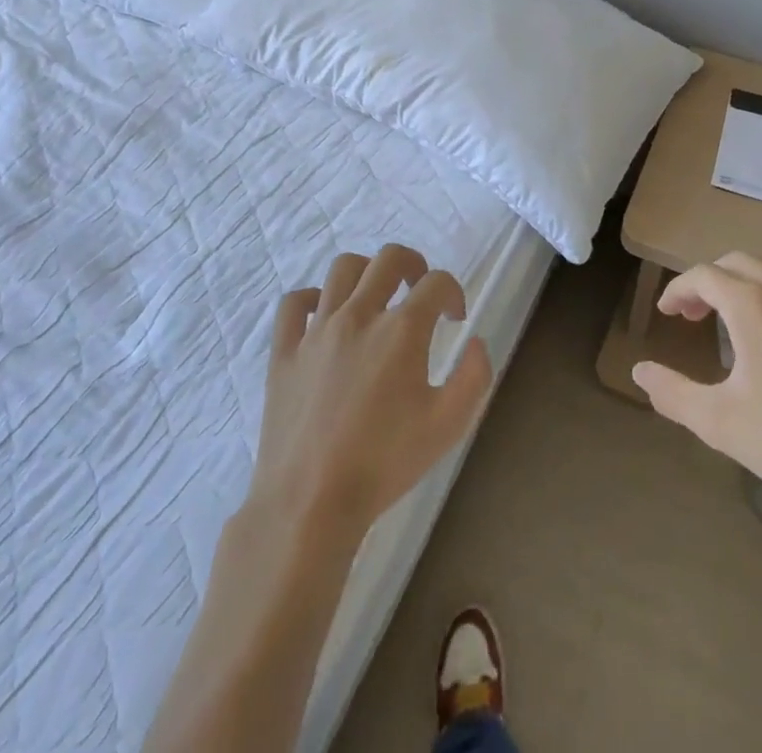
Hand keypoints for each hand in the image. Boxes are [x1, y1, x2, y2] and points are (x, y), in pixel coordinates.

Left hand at [248, 244, 492, 537]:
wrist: (311, 503)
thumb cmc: (385, 464)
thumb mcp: (449, 425)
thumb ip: (474, 376)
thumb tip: (476, 342)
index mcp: (402, 330)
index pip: (436, 283)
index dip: (452, 292)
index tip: (454, 317)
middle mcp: (359, 315)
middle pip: (389, 258)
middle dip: (413, 265)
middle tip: (419, 290)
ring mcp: (317, 330)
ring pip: (342, 268)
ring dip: (367, 272)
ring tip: (375, 297)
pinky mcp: (285, 350)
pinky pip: (294, 303)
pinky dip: (313, 299)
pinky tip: (325, 316)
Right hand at [631, 251, 761, 523]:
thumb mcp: (720, 422)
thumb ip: (672, 392)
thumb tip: (639, 371)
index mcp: (754, 306)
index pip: (704, 276)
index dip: (679, 289)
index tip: (667, 313)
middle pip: (740, 262)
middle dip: (711, 281)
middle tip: (696, 315)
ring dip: (749, 283)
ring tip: (739, 319)